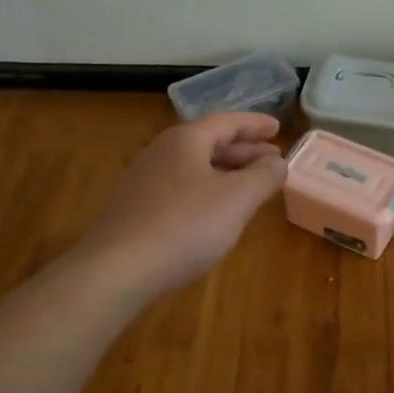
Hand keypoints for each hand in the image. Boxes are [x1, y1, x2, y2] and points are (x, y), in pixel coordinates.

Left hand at [77, 113, 287, 300]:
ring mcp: (143, 181)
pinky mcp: (134, 210)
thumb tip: (277, 163)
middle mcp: (162, 152)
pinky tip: (214, 214)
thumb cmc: (184, 226)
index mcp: (186, 140)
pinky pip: (180, 189)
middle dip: (244, 151)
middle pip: (209, 143)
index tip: (278, 128)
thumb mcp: (236, 199)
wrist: (115, 271)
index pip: (227, 122)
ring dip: (226, 173)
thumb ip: (263, 176)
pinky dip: (206, 192)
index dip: (255, 124)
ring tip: (249, 187)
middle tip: (272, 160)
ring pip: (194, 168)